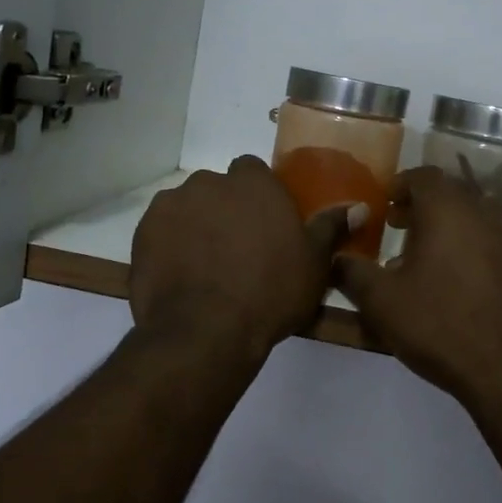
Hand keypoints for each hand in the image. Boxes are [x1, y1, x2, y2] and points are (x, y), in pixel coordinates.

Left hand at [131, 156, 359, 361]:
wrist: (205, 330)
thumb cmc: (270, 292)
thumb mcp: (314, 263)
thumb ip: (331, 228)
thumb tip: (359, 207)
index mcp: (254, 183)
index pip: (253, 171)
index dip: (259, 197)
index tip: (265, 225)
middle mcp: (210, 182)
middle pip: (219, 188)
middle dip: (226, 209)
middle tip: (238, 249)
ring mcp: (171, 205)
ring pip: (188, 208)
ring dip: (196, 225)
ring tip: (206, 265)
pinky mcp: (142, 232)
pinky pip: (161, 231)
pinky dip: (169, 244)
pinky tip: (181, 274)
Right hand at [336, 166, 501, 413]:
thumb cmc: (440, 326)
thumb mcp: (382, 302)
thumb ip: (353, 272)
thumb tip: (335, 258)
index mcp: (450, 208)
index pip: (423, 175)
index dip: (400, 186)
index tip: (384, 206)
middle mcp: (488, 211)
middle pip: (452, 193)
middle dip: (424, 206)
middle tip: (400, 228)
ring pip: (478, 215)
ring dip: (452, 226)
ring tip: (430, 256)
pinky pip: (497, 240)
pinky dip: (476, 245)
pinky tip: (461, 280)